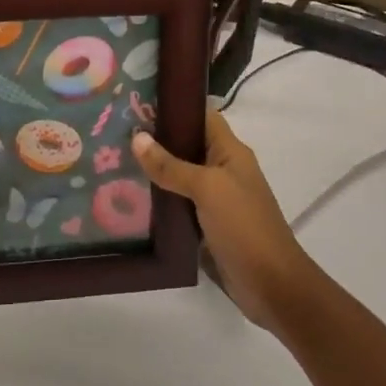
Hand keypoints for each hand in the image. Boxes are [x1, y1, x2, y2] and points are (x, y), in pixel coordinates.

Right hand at [131, 111, 318, 332]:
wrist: (271, 285)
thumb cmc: (244, 227)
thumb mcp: (207, 189)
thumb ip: (171, 165)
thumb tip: (137, 138)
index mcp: (230, 151)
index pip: (201, 115)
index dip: (174, 105)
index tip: (136, 100)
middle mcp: (223, 169)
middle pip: (186, 145)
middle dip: (155, 139)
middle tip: (114, 132)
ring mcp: (215, 198)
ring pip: (179, 175)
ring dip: (153, 171)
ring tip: (113, 160)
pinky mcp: (206, 224)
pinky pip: (178, 204)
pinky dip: (158, 200)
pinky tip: (129, 197)